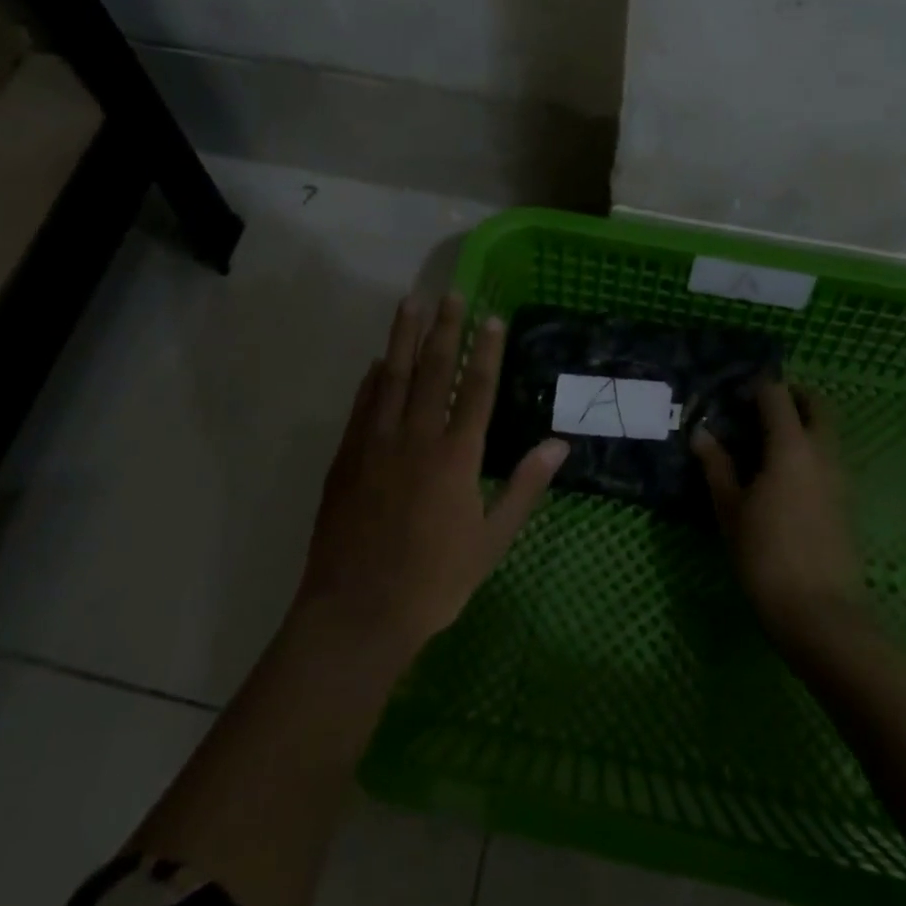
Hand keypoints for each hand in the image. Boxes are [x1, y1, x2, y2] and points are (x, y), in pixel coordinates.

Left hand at [295, 293, 568, 656]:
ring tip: (410, 303)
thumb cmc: (434, 582)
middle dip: (444, 329)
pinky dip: (373, 379)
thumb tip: (558, 445)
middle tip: (450, 293)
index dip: (486, 351)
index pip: (476, 390)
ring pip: (393, 377)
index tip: (490, 317)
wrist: (357, 612)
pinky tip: (379, 361)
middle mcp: (416, 439)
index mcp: (456, 458)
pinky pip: (363, 406)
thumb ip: (523, 488)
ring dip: (403, 337)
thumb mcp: (491, 542)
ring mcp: (376, 444)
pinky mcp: (347, 457)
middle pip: (433, 371)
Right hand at [693, 381, 865, 646]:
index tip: (733, 397)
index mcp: (791, 446)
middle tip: (758, 409)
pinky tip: (782, 475)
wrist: (820, 613)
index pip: (777, 394)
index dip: (756, 387)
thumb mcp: (730, 509)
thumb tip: (701, 433)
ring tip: (764, 443)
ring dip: (803, 422)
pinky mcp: (846, 500)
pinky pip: (829, 457)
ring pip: (827, 431)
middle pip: (816, 404)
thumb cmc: (765, 556)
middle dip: (791, 396)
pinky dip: (810, 449)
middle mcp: (822, 452)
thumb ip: (717, 466)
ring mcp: (840, 476)